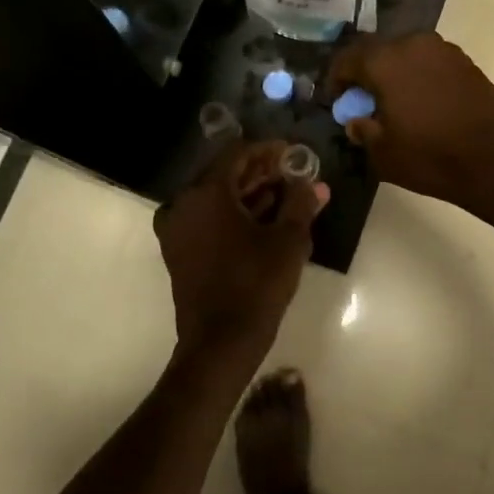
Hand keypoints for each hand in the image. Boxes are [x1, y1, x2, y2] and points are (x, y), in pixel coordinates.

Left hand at [154, 140, 328, 362]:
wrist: (220, 342)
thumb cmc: (256, 284)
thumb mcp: (288, 240)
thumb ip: (301, 203)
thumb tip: (316, 184)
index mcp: (206, 193)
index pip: (237, 154)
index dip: (268, 150)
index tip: (293, 153)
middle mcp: (183, 204)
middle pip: (225, 174)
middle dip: (260, 172)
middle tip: (293, 174)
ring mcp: (177, 229)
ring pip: (216, 198)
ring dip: (249, 194)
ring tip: (286, 196)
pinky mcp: (179, 251)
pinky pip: (207, 219)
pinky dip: (233, 214)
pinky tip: (264, 220)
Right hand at [326, 32, 493, 214]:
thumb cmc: (431, 156)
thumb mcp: (383, 153)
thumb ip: (363, 130)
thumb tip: (357, 120)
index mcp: (385, 60)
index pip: (347, 59)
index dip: (336, 80)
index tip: (335, 101)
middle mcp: (413, 44)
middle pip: (377, 51)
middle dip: (365, 73)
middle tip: (362, 101)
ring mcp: (444, 50)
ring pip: (406, 54)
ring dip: (394, 73)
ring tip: (393, 102)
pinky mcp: (466, 63)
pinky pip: (430, 63)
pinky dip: (419, 77)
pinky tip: (421, 103)